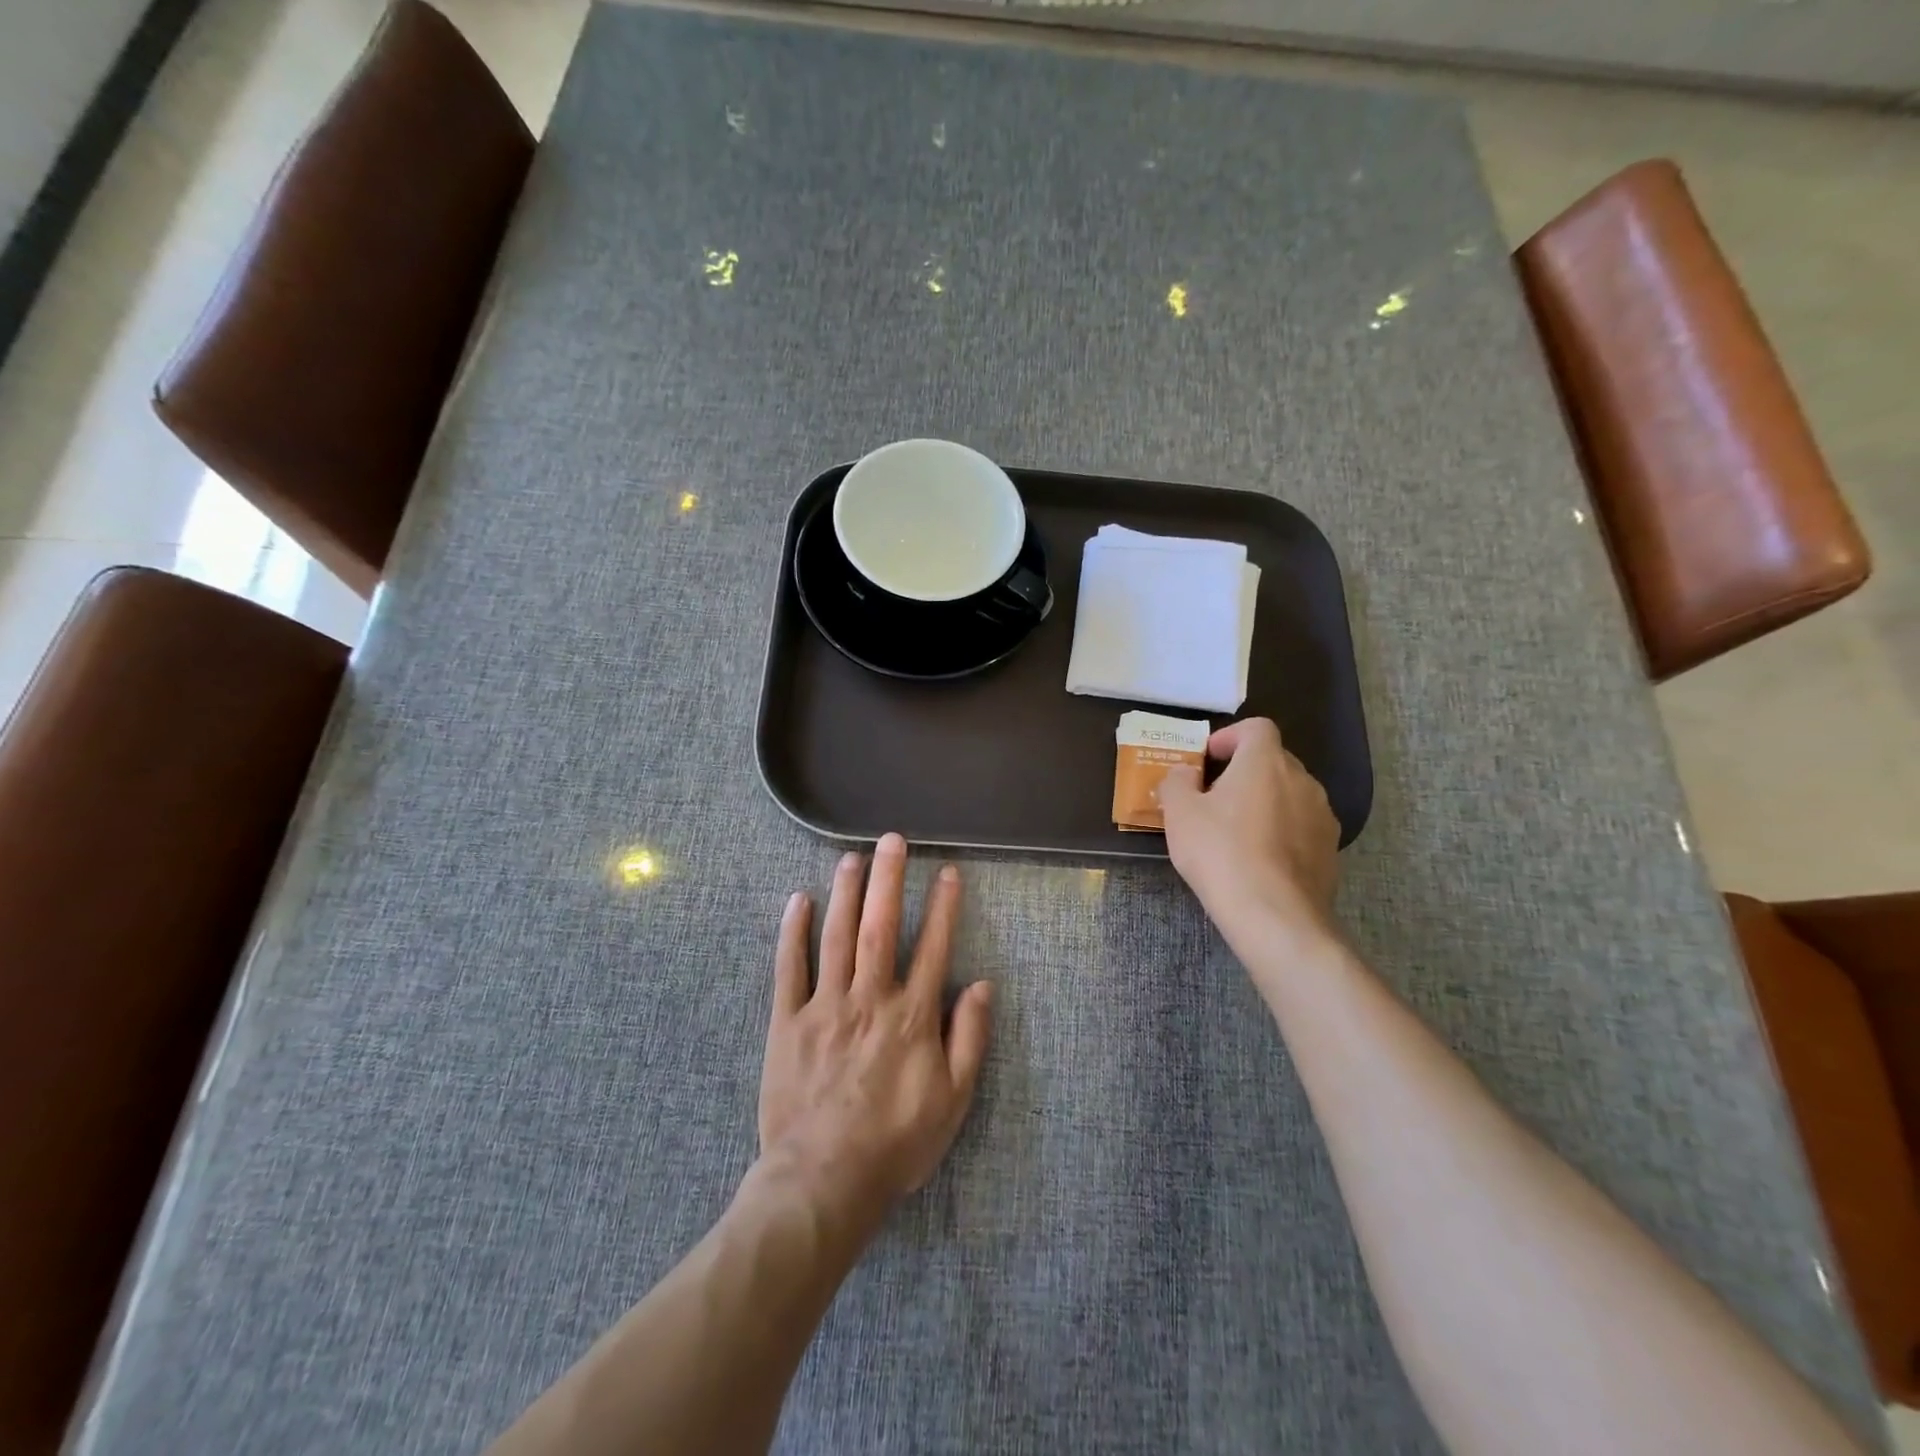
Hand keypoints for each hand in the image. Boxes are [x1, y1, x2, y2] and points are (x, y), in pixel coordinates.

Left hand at [758, 833, 993, 1226]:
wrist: (823, 1181)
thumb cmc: (895, 1143)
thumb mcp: (953, 1101)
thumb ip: (970, 1039)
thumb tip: (983, 986)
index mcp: (912, 1017)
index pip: (933, 947)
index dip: (943, 907)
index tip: (947, 872)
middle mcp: (870, 999)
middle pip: (880, 927)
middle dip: (888, 880)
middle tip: (891, 840)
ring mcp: (825, 1007)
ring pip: (836, 937)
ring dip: (845, 893)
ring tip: (852, 857)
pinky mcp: (788, 1022)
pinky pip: (789, 969)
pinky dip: (793, 933)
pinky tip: (798, 901)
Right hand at [1158, 718, 1340, 946]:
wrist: (1274, 914)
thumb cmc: (1220, 853)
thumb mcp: (1179, 813)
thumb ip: (1177, 781)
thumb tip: (1185, 773)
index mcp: (1265, 761)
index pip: (1256, 727)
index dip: (1229, 737)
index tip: (1207, 760)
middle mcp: (1302, 779)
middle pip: (1272, 760)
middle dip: (1243, 771)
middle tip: (1213, 798)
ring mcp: (1322, 815)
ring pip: (1289, 794)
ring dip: (1264, 801)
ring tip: (1236, 831)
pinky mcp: (1330, 849)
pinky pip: (1301, 826)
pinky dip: (1281, 831)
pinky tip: (1259, 859)